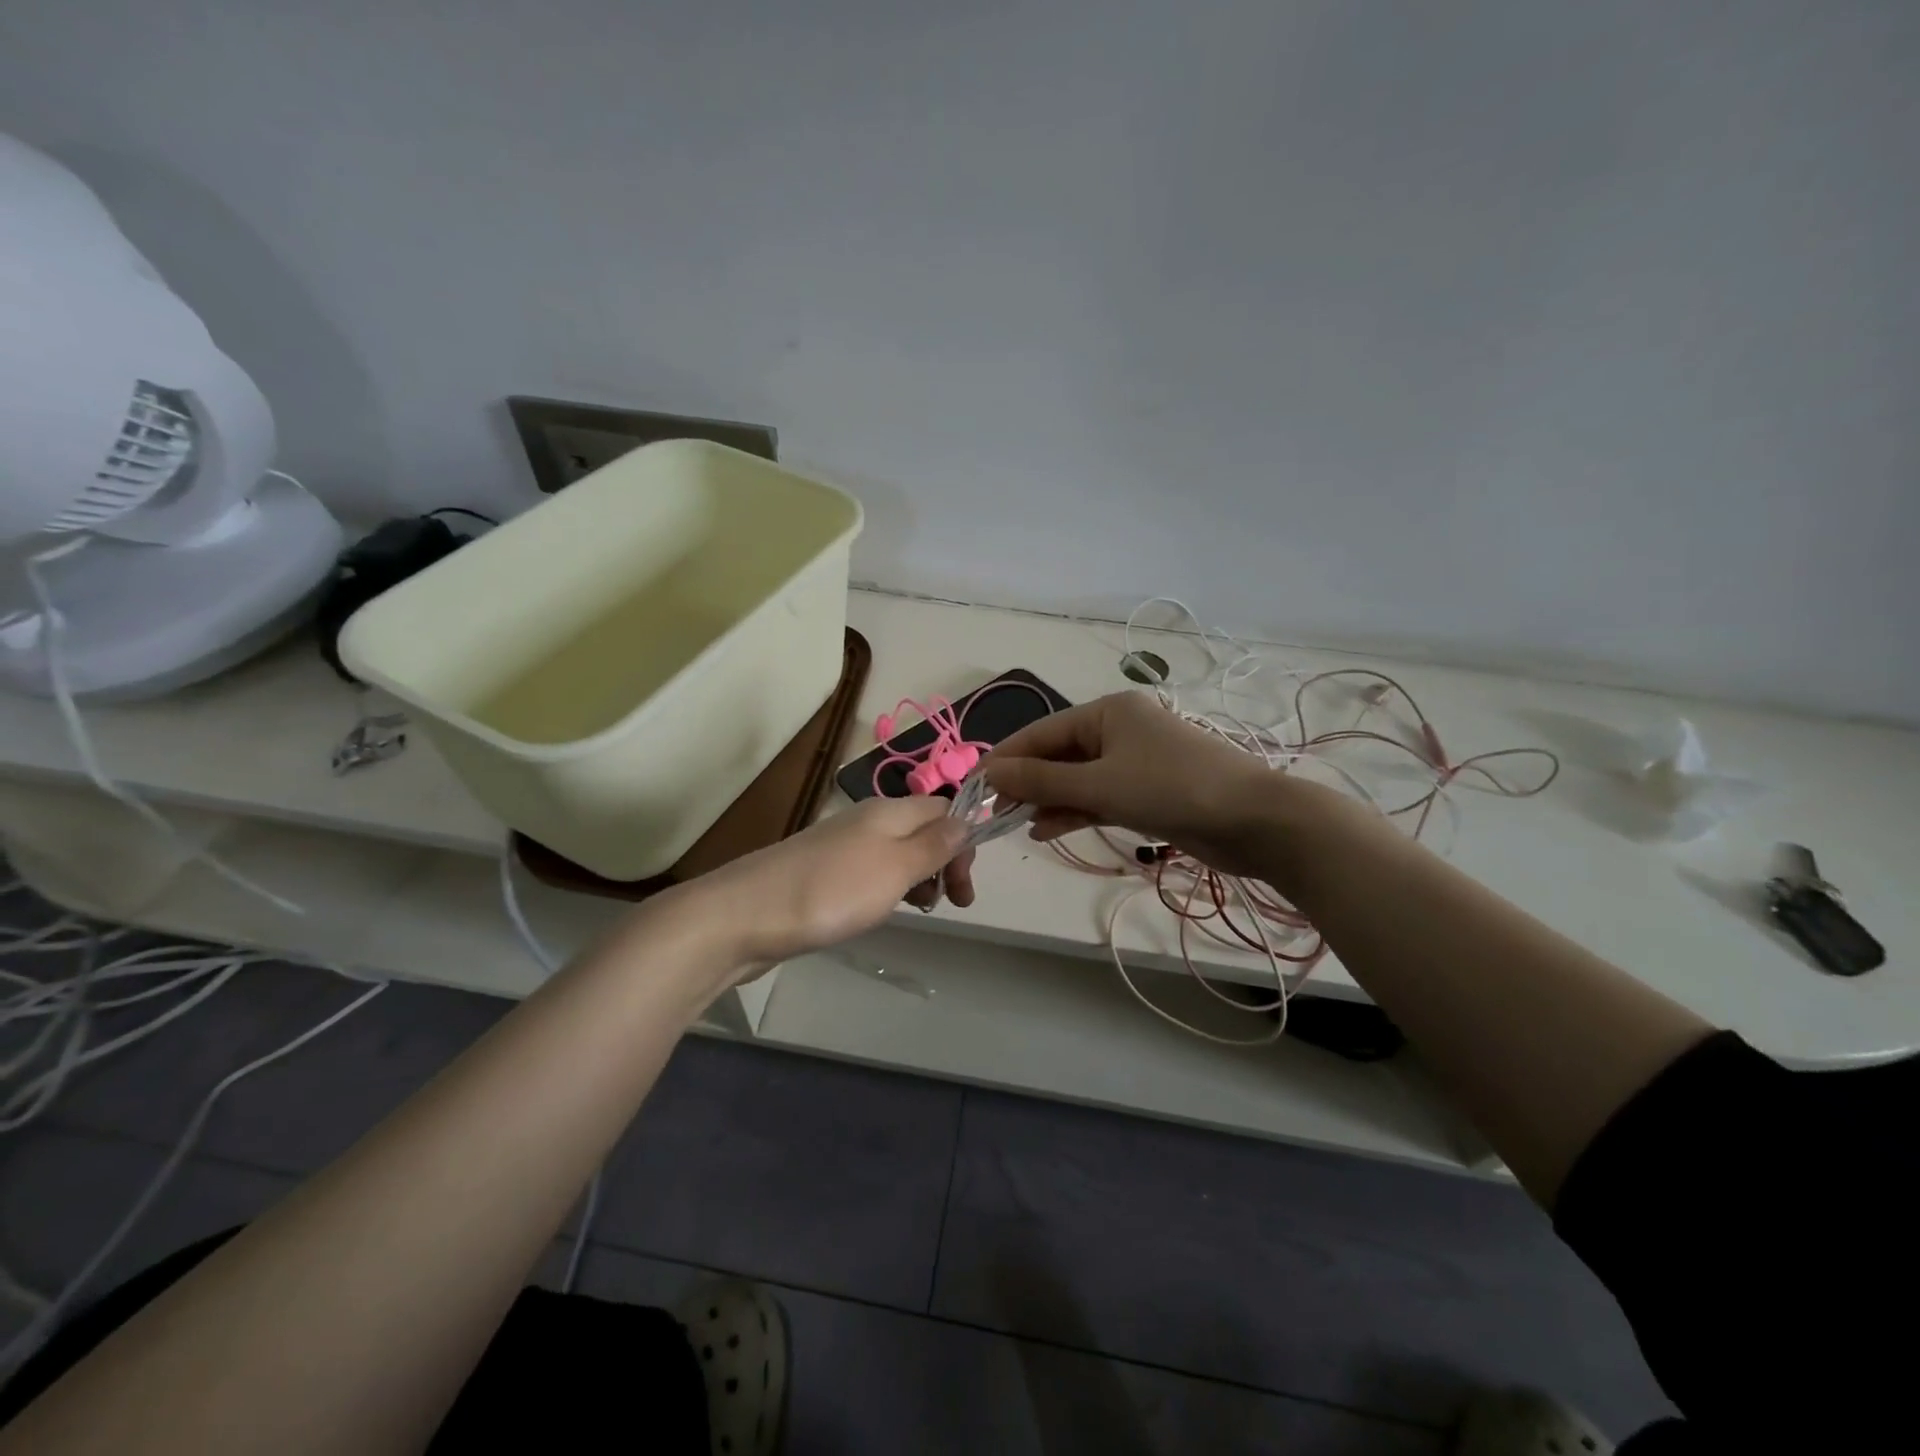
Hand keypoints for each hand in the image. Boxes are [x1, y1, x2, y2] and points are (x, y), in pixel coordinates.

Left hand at [690, 796, 976, 967]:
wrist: (745, 916)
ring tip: (919, 910)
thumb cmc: (832, 891)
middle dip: (944, 863)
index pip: (944, 808)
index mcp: (888, 811)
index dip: (963, 841)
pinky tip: (880, 911)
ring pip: (897, 853)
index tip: (965, 885)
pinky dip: (888, 889)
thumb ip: (934, 844)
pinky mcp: (822, 873)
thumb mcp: (896, 867)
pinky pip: (870, 872)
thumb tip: (967, 819)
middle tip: (953, 903)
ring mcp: (841, 846)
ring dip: (918, 878)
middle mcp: (867, 820)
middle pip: (922, 830)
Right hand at [984, 691, 1292, 876]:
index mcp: (1108, 712)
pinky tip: (1047, 830)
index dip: (1007, 758)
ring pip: (1077, 778)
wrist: (1254, 821)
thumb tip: (990, 773)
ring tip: (1016, 824)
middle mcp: (1118, 730)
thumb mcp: (1100, 785)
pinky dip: (1074, 811)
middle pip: (1058, 754)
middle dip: (1027, 782)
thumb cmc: (1172, 789)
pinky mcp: (1146, 791)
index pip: (1042, 732)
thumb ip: (1042, 781)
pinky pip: (1098, 796)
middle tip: (994, 811)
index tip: (975, 785)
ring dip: (1048, 800)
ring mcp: (1134, 761)